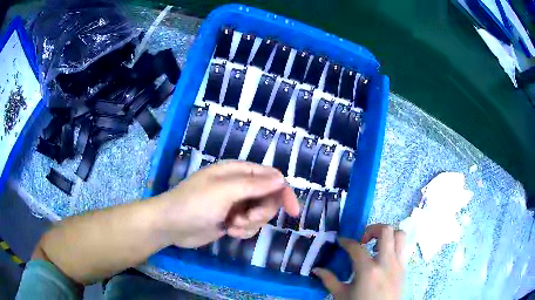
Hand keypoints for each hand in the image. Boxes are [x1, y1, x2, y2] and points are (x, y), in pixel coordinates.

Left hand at [155, 161, 299, 247]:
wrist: (171, 225)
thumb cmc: (194, 204)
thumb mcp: (224, 192)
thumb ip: (254, 185)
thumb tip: (282, 179)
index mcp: (238, 172)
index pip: (272, 177)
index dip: (284, 193)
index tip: (293, 212)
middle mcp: (239, 186)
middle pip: (268, 198)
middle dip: (261, 212)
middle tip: (245, 218)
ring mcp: (235, 204)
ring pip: (260, 214)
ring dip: (251, 223)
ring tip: (232, 226)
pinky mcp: (231, 220)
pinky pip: (250, 225)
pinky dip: (244, 230)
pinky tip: (229, 231)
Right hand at [313, 224, 405, 299]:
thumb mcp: (342, 295)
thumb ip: (329, 280)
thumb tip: (316, 269)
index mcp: (368, 271)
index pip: (357, 247)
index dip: (346, 241)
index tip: (341, 241)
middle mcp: (386, 262)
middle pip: (386, 231)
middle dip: (372, 229)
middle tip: (363, 239)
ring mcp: (399, 264)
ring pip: (400, 235)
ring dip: (388, 235)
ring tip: (377, 246)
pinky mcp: (405, 268)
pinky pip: (404, 247)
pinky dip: (395, 245)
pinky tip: (385, 256)